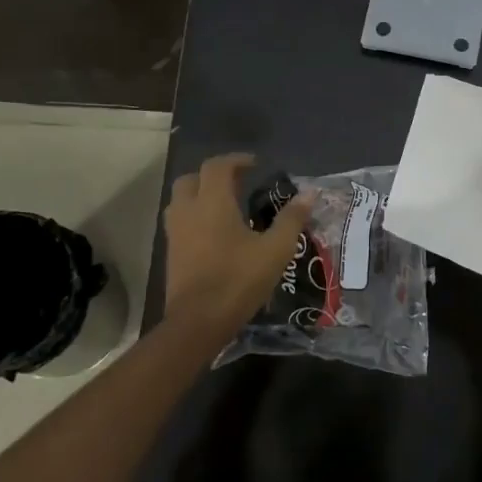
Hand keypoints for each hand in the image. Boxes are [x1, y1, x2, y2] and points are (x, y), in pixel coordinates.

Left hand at [163, 153, 313, 333]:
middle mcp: (189, 211)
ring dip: (201, 195)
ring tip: (226, 206)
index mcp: (213, 203)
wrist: (198, 322)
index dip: (236, 160)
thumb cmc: (238, 280)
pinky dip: (195, 216)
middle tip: (239, 183)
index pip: (217, 167)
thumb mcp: (275, 250)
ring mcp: (176, 233)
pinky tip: (216, 233)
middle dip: (214, 175)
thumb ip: (291, 219)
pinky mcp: (172, 253)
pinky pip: (180, 221)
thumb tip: (309, 193)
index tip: (255, 165)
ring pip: (181, 200)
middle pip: (192, 178)